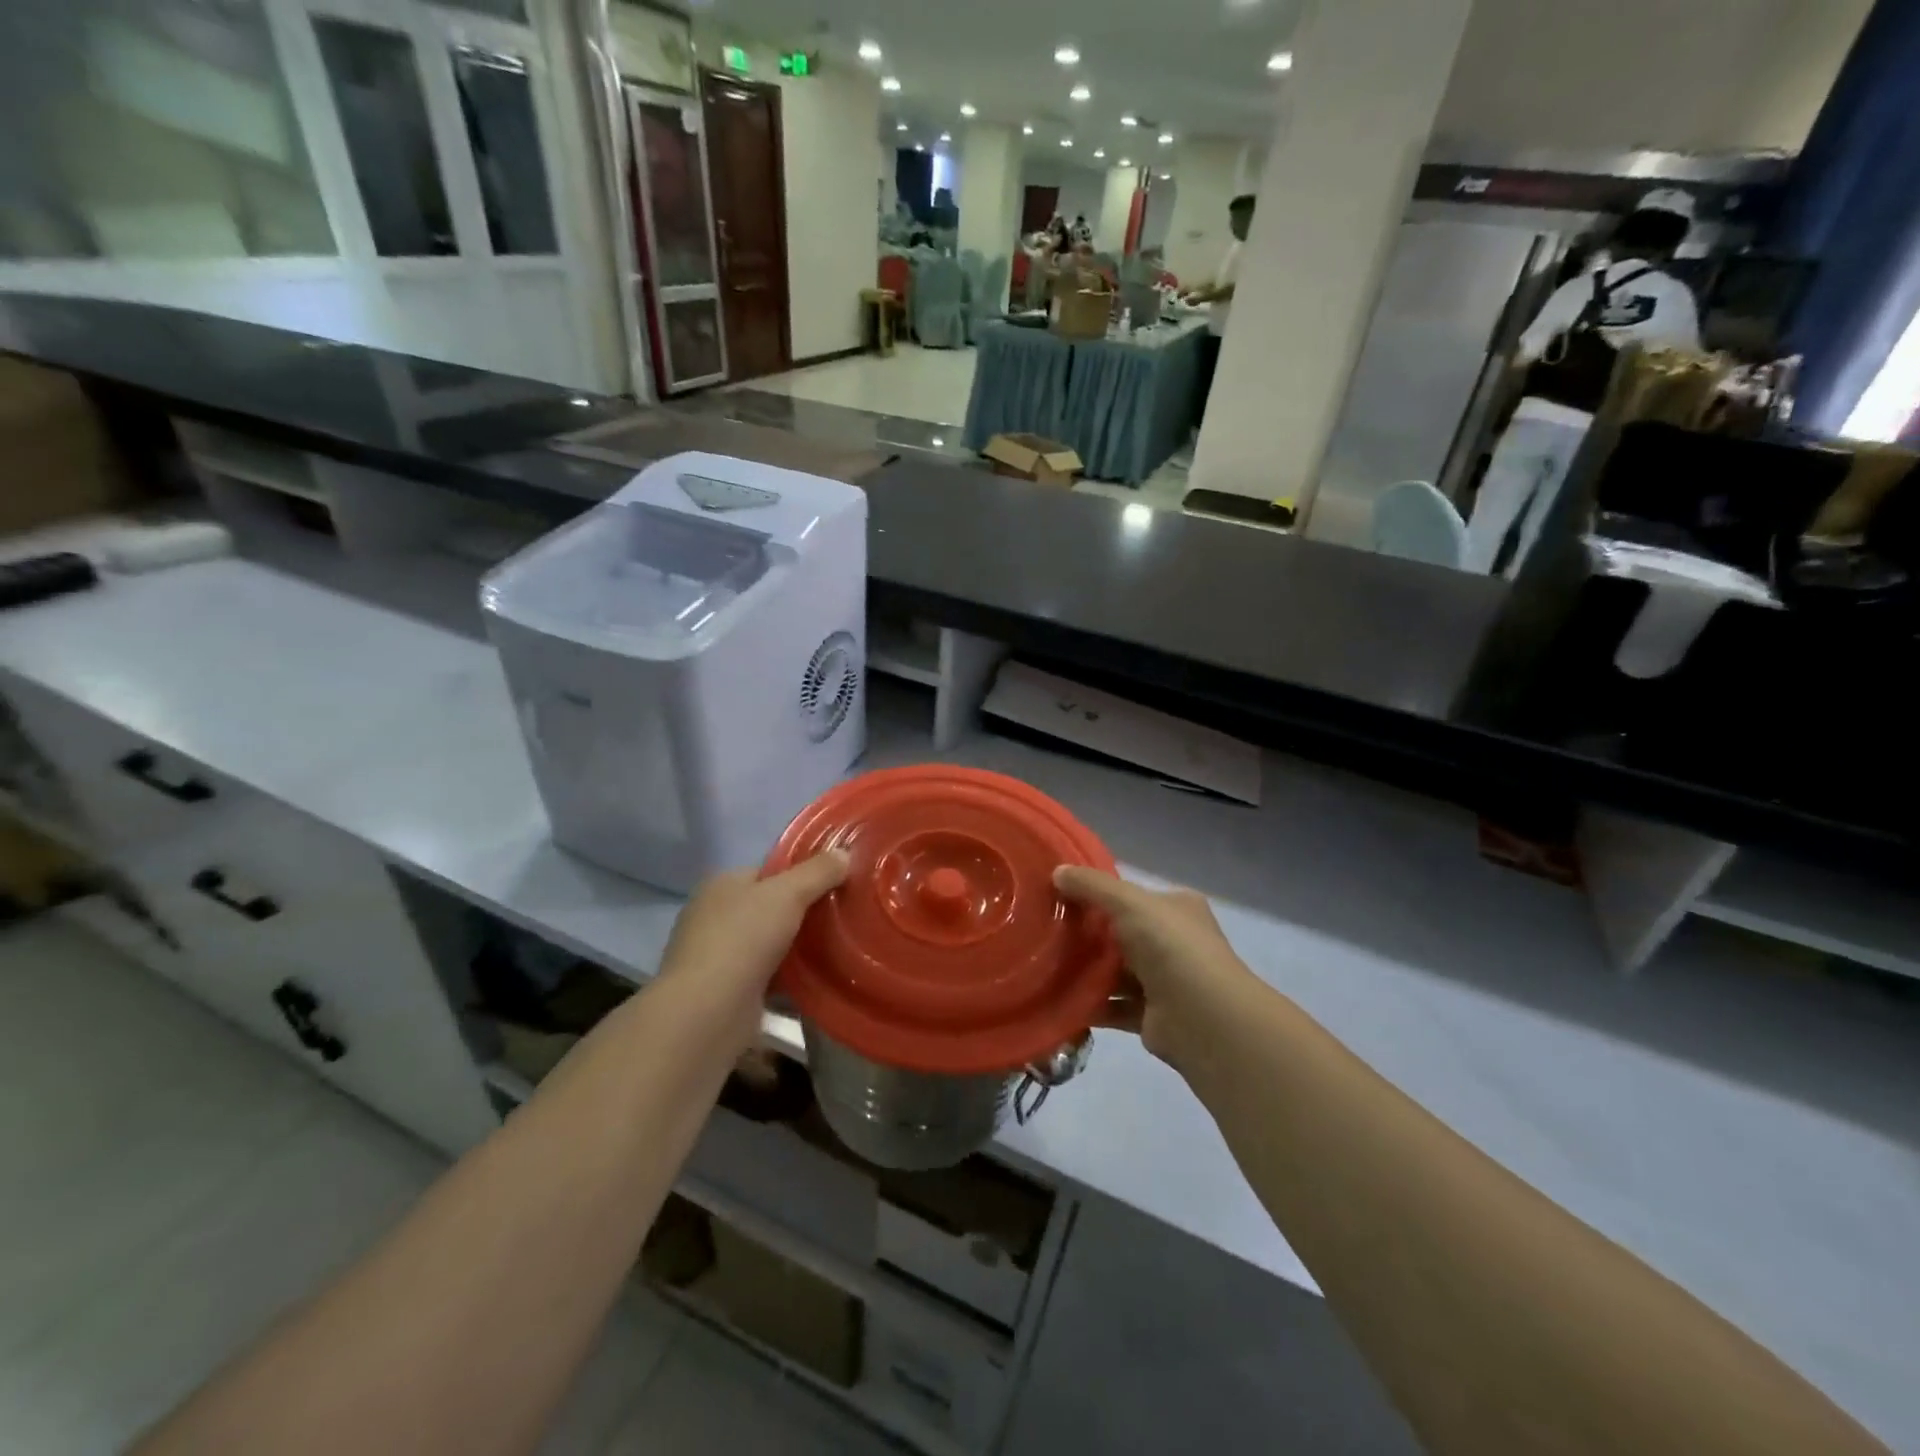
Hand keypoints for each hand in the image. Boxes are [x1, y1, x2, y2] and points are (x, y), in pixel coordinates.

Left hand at [659, 851, 849, 997]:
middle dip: (805, 913)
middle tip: (845, 915)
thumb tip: (845, 853)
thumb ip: (818, 872)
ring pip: (772, 945)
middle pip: (771, 909)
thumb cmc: (743, 939)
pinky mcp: (730, 993)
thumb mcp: (788, 893)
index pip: (768, 872)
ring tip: (843, 947)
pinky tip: (822, 980)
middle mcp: (715, 918)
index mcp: (721, 886)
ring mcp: (720, 958)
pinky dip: (792, 980)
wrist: (708, 1013)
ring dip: (800, 948)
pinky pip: (770, 978)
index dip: (802, 874)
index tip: (837, 882)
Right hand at [1055, 866, 1257, 1072]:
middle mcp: (1174, 942)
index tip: (1060, 894)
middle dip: (1087, 933)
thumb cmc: (1170, 947)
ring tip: (1043, 963)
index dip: (1098, 893)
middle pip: (1120, 933)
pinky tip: (1057, 998)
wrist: (1203, 1018)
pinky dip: (1089, 1003)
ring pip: (1115, 971)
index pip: (1133, 896)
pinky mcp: (1151, 1016)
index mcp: (1177, 908)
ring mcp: (1164, 981)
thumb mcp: (1129, 902)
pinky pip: (1112, 1005)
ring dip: (1084, 970)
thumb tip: (1057, 871)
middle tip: (1045, 929)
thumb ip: (1092, 885)